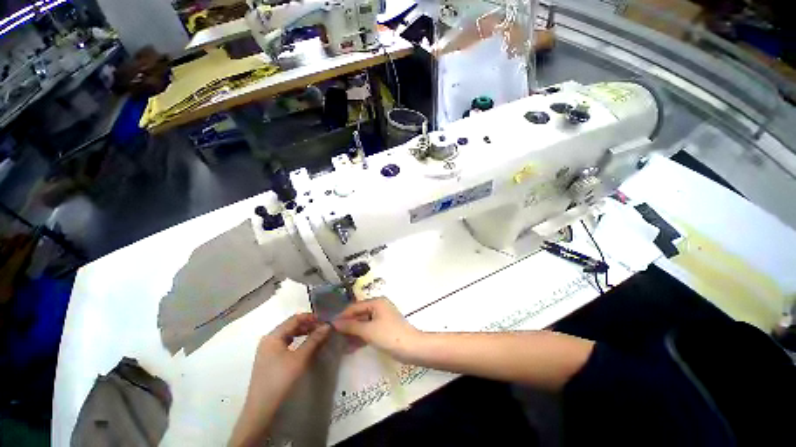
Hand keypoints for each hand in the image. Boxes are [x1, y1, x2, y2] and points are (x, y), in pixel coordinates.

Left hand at [229, 313, 329, 446]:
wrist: (261, 408)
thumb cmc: (280, 379)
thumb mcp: (300, 358)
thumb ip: (314, 340)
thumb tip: (328, 326)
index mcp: (273, 336)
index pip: (295, 319)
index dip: (311, 317)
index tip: (325, 320)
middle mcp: (269, 339)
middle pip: (291, 326)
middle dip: (309, 325)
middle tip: (324, 328)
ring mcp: (268, 350)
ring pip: (289, 335)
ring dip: (304, 333)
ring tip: (318, 336)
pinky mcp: (270, 359)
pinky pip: (286, 344)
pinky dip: (298, 342)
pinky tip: (307, 346)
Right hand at [332, 297, 420, 360]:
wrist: (411, 348)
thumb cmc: (389, 335)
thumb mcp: (368, 330)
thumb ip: (351, 326)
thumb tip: (335, 323)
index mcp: (376, 302)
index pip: (354, 307)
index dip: (342, 316)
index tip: (329, 326)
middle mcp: (379, 307)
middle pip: (359, 314)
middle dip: (347, 326)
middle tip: (333, 337)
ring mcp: (382, 318)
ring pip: (363, 323)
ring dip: (353, 333)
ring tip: (339, 344)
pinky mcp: (384, 329)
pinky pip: (369, 330)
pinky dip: (360, 337)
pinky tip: (350, 348)